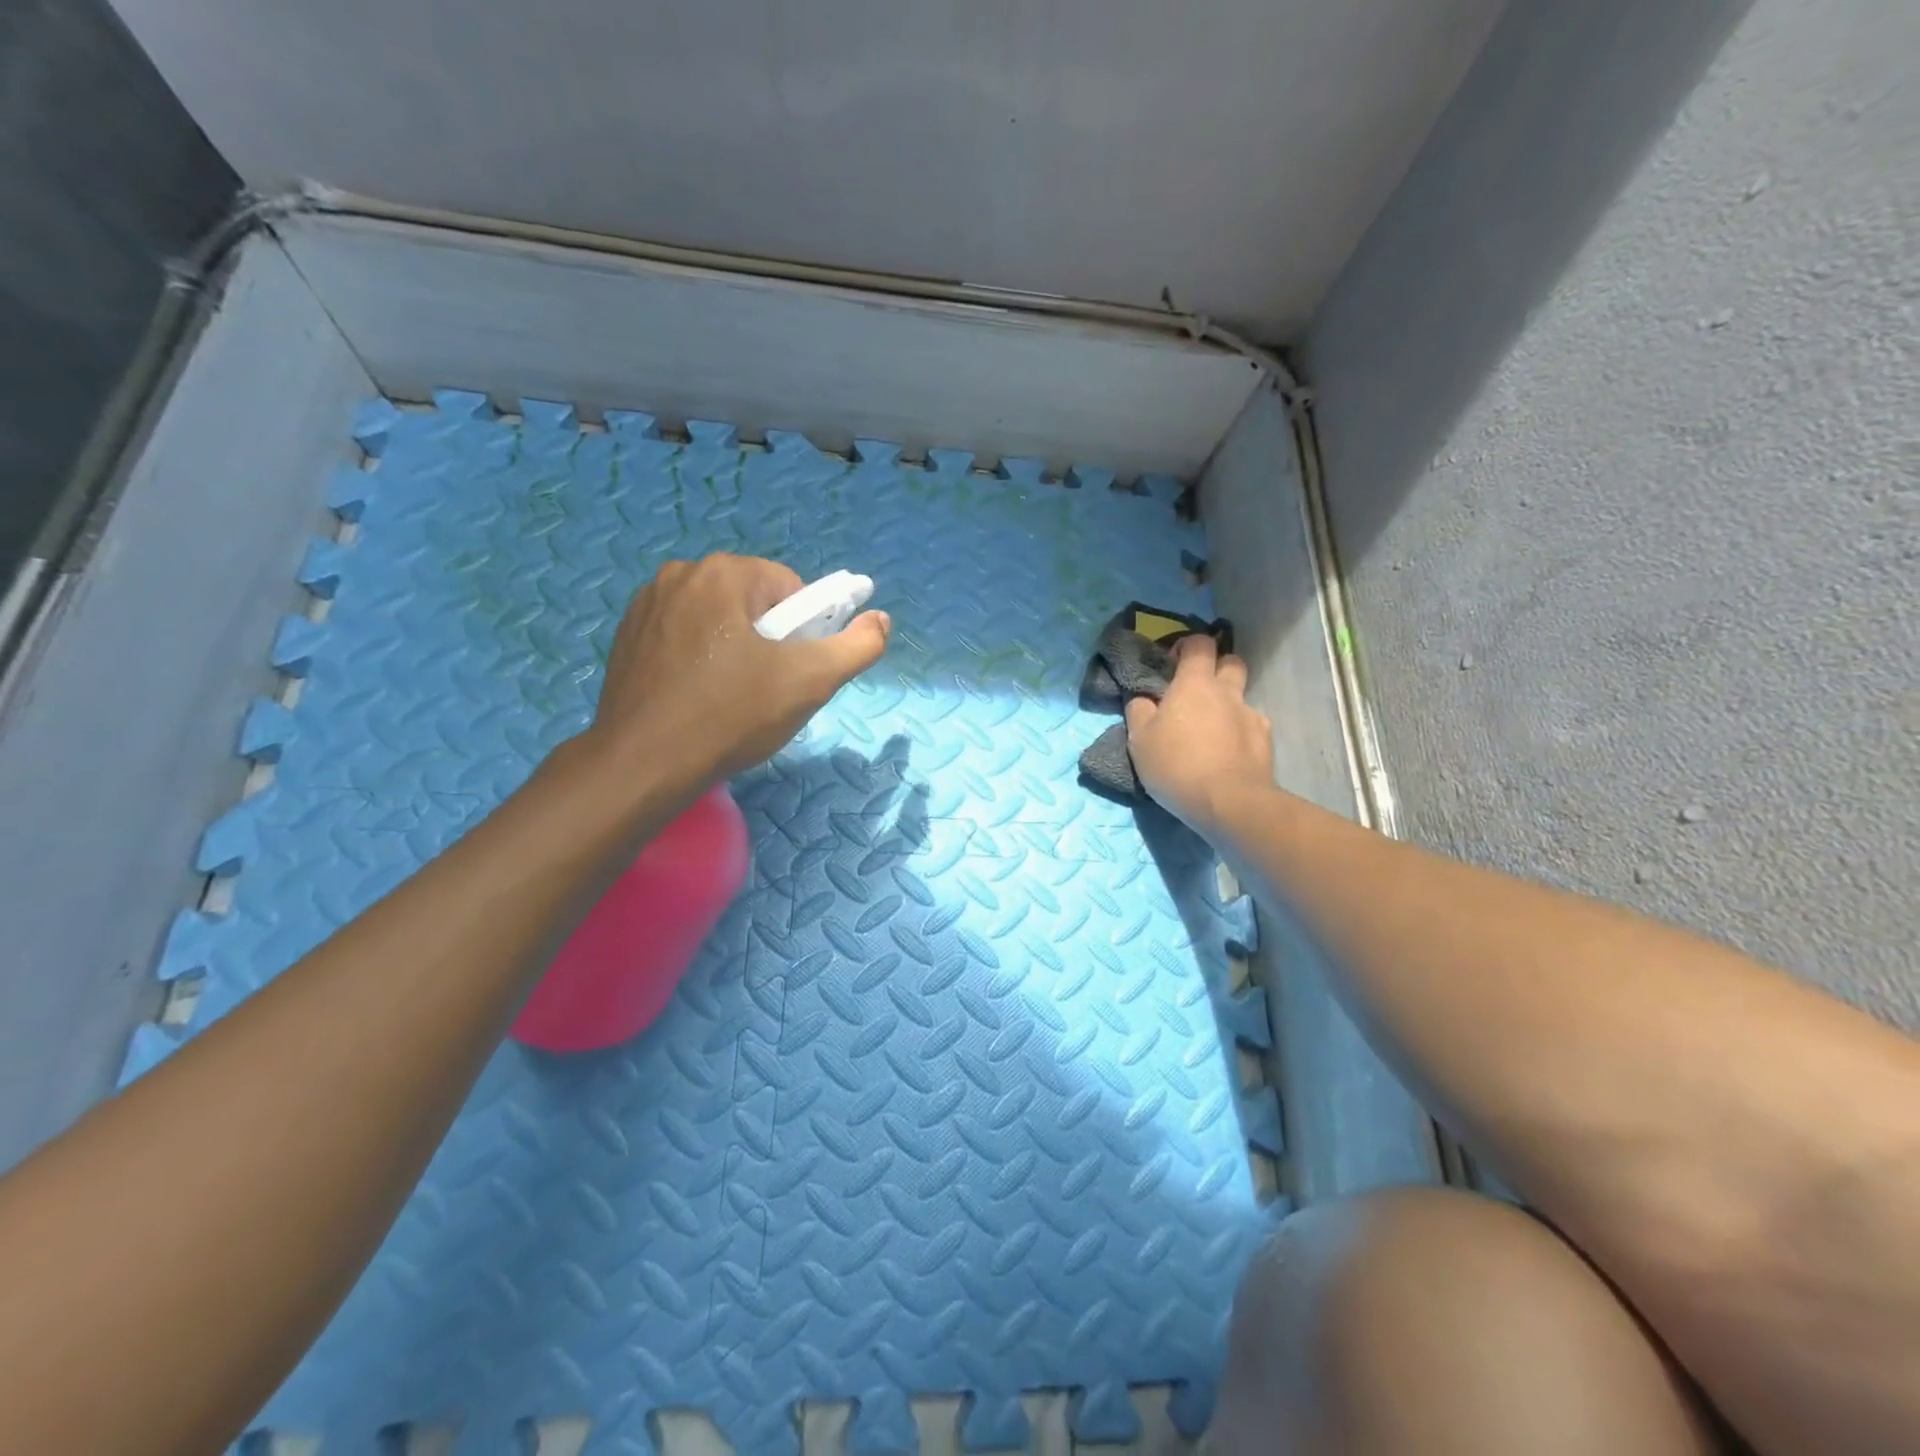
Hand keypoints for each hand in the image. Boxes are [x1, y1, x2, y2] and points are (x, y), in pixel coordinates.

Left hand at [585, 554, 889, 790]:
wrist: (643, 765)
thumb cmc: (731, 716)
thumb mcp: (810, 682)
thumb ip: (857, 646)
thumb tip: (881, 619)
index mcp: (723, 573)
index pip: (791, 589)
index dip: (805, 631)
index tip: (795, 671)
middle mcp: (680, 574)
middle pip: (753, 601)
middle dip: (770, 640)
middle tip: (767, 689)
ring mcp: (646, 604)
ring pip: (717, 619)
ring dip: (735, 649)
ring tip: (732, 697)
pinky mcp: (626, 636)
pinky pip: (684, 636)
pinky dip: (700, 659)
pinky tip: (699, 697)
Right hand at [1124, 634, 1272, 833]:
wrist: (1228, 803)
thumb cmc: (1176, 765)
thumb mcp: (1139, 740)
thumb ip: (1139, 711)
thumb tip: (1144, 698)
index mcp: (1194, 684)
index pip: (1199, 644)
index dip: (1188, 646)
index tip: (1174, 662)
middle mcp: (1227, 692)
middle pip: (1231, 661)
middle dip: (1217, 667)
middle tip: (1198, 690)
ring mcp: (1251, 715)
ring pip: (1242, 697)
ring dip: (1228, 704)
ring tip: (1212, 731)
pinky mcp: (1266, 741)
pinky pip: (1252, 726)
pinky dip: (1240, 733)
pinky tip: (1228, 754)